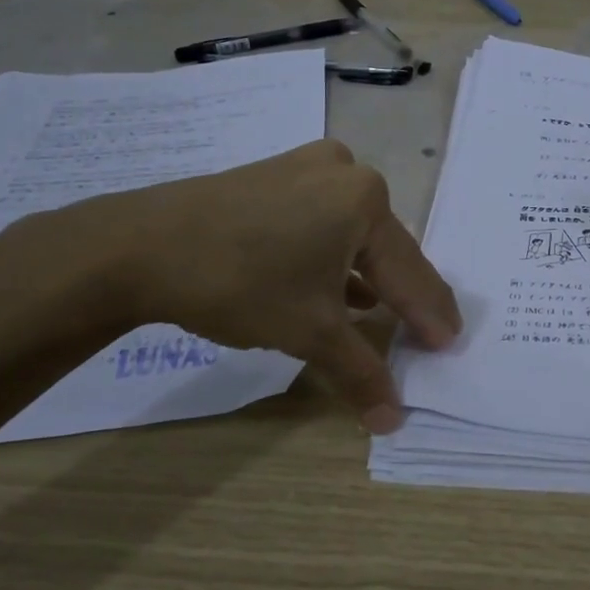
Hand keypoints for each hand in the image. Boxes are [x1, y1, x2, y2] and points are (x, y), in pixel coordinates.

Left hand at [56, 140, 460, 432]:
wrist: (139, 246)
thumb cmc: (241, 282)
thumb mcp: (309, 331)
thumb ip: (360, 371)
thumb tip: (392, 421)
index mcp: (366, 199)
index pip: (410, 271)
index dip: (431, 313)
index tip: (450, 343)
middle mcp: (345, 172)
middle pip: (384, 248)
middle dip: (402, 294)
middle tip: (424, 332)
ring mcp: (306, 168)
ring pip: (352, 234)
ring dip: (367, 276)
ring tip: (385, 314)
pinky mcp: (275, 176)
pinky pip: (321, 221)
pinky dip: (332, 257)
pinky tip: (338, 286)